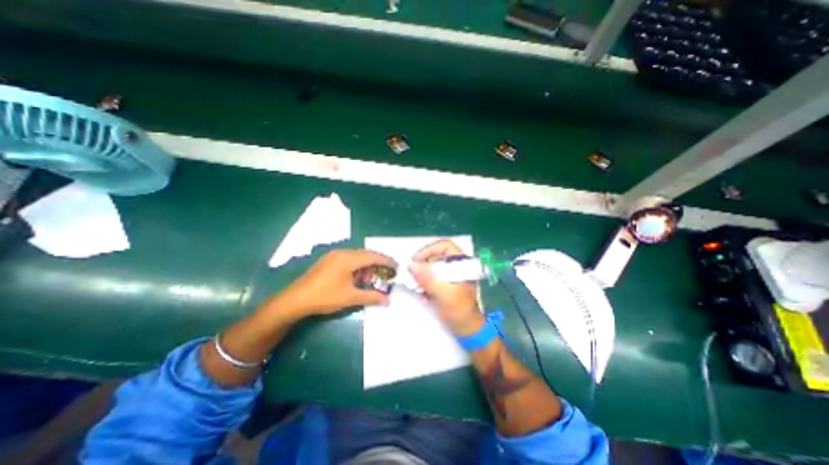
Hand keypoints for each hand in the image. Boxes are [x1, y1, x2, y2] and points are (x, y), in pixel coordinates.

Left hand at [272, 251, 395, 315]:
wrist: (295, 300)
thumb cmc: (325, 297)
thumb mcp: (350, 297)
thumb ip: (371, 296)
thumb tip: (388, 300)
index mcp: (348, 258)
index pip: (373, 256)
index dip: (387, 261)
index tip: (397, 267)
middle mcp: (342, 252)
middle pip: (366, 254)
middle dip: (379, 263)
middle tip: (388, 272)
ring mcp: (334, 255)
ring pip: (357, 256)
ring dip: (368, 265)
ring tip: (374, 277)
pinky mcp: (328, 260)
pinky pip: (349, 259)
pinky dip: (358, 266)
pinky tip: (359, 277)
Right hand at [409, 241, 486, 332]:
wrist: (468, 329)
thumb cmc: (460, 311)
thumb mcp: (443, 294)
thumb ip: (427, 278)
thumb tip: (411, 265)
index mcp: (463, 263)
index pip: (445, 246)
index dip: (429, 250)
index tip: (415, 260)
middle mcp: (458, 265)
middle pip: (436, 256)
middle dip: (423, 266)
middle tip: (413, 276)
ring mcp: (452, 274)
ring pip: (433, 267)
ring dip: (423, 276)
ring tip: (418, 289)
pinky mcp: (447, 283)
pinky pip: (432, 277)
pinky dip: (426, 284)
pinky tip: (423, 295)